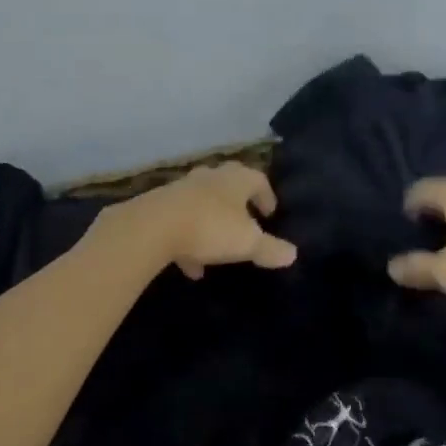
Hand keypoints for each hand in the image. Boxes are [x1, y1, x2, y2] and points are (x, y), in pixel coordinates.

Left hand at [113, 162, 298, 278]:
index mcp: (236, 179)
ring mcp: (183, 189)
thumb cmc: (210, 227)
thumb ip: (270, 248)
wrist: (153, 226)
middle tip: (245, 223)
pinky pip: (181, 221)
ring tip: (218, 252)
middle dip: (238, 205)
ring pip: (203, 204)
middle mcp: (210, 177)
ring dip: (212, 224)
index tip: (270, 214)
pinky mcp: (160, 205)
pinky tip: (191, 267)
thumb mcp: (247, 243)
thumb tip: (292, 254)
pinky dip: (189, 240)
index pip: (258, 180)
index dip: (266, 196)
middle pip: (228, 186)